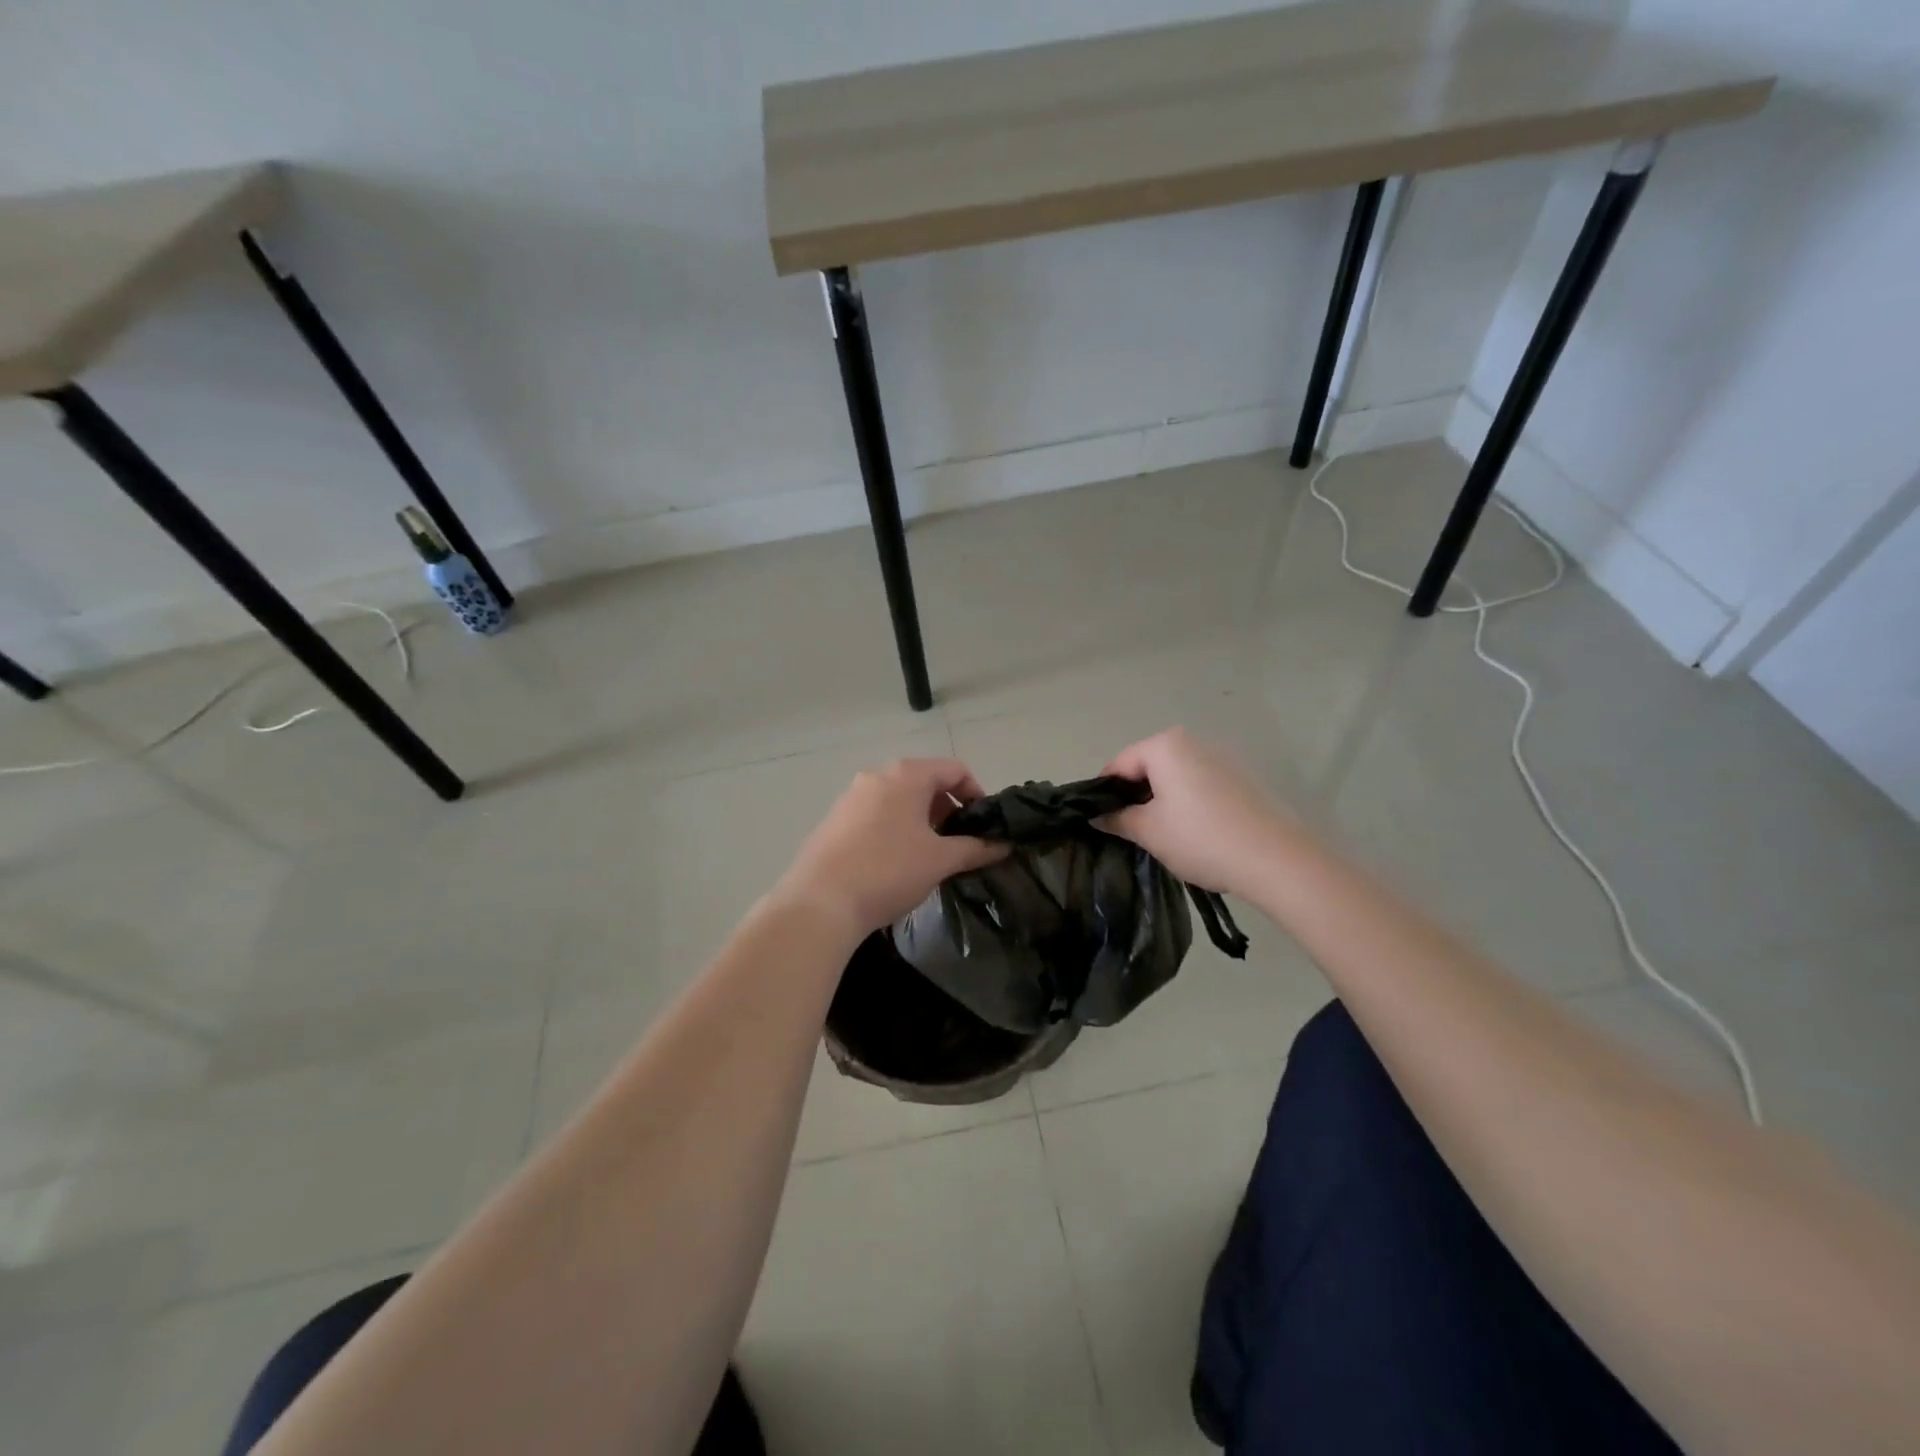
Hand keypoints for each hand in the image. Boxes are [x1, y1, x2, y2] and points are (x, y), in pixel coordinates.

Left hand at [772, 759, 1006, 938]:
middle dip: (948, 808)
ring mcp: (851, 796)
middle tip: (958, 843)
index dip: (976, 794)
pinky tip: (895, 861)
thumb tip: (1003, 845)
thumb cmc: (888, 871)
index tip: (983, 826)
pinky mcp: (834, 819)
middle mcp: (877, 775)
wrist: (820, 902)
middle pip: (925, 781)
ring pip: (899, 798)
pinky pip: (876, 813)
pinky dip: (895, 827)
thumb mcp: (940, 860)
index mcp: (906, 775)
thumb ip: (975, 848)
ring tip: (929, 854)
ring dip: (921, 819)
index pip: (954, 769)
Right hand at [1100, 729, 1292, 897]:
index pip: (1119, 764)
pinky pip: (1201, 783)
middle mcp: (1194, 741)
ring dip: (1163, 798)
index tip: (1101, 820)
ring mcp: (1223, 757)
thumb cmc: (1201, 838)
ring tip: (1163, 833)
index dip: (1104, 792)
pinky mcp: (1244, 777)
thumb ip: (1116, 819)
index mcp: (1165, 746)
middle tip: (1130, 830)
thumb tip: (1096, 816)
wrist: (1275, 859)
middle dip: (1135, 794)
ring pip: (1176, 775)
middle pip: (1149, 765)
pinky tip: (1195, 831)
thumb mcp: (1149, 832)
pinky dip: (1189, 801)